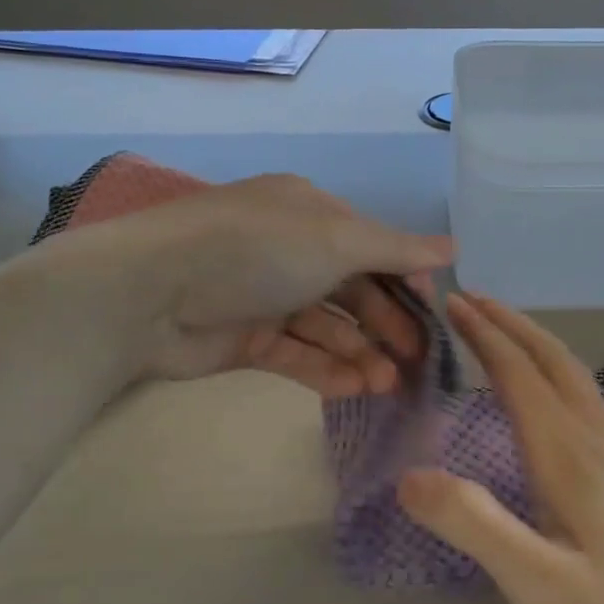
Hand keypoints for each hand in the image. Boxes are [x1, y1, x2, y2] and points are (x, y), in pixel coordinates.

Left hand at [78, 174, 453, 397]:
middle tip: (419, 361)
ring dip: (361, 353)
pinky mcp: (246, 338)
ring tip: (389, 385)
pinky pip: (296, 354)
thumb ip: (395, 250)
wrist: (150, 293)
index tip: (433, 314)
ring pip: (327, 327)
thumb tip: (454, 247)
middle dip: (387, 324)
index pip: (372, 246)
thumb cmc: (257, 250)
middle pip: (353, 290)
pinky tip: (356, 389)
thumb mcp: (335, 239)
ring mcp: (266, 296)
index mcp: (310, 213)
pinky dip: (326, 370)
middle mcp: (290, 251)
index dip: (405, 280)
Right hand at [396, 293, 603, 603]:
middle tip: (472, 300)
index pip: (518, 375)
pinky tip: (552, 400)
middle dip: (510, 325)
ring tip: (504, 333)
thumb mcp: (540, 585)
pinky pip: (586, 401)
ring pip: (574, 378)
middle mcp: (597, 442)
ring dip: (535, 344)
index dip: (483, 336)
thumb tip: (408, 476)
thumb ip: (475, 525)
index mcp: (568, 455)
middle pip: (552, 362)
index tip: (452, 305)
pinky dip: (555, 375)